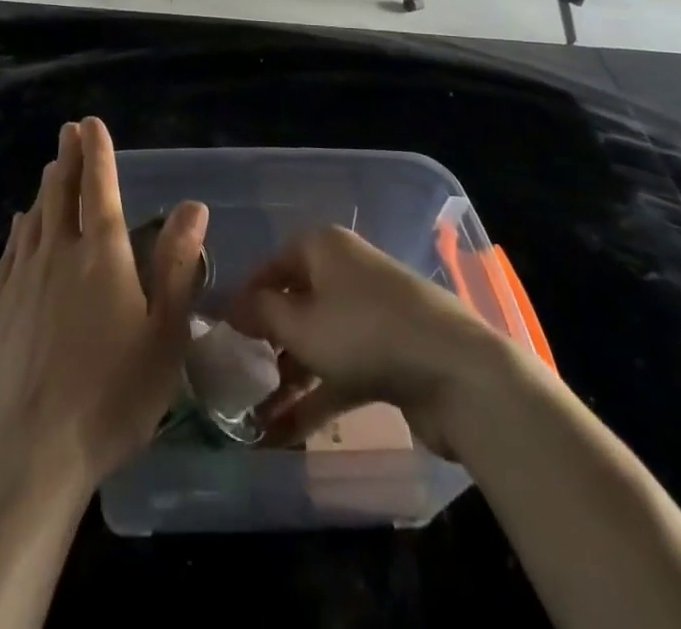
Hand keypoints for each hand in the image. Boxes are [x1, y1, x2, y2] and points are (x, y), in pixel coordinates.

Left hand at [0, 117, 208, 491]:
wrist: (31, 452)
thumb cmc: (112, 395)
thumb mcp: (163, 335)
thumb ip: (177, 265)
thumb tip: (193, 206)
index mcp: (102, 256)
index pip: (101, 189)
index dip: (98, 153)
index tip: (91, 123)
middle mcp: (59, 253)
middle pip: (62, 193)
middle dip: (67, 157)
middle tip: (69, 131)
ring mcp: (22, 279)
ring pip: (35, 217)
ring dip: (45, 187)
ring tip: (50, 167)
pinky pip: (11, 251)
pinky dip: (20, 228)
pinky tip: (21, 224)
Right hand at [225, 225, 498, 457]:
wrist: (457, 372)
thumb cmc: (365, 332)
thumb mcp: (301, 323)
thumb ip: (261, 314)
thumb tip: (231, 305)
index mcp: (324, 247)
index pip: (273, 265)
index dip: (246, 297)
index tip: (223, 333)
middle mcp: (346, 271)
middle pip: (296, 302)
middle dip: (267, 341)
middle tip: (239, 375)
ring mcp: (371, 313)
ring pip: (318, 340)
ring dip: (289, 375)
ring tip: (256, 413)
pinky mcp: (390, 353)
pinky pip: (342, 368)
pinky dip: (317, 395)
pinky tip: (286, 433)